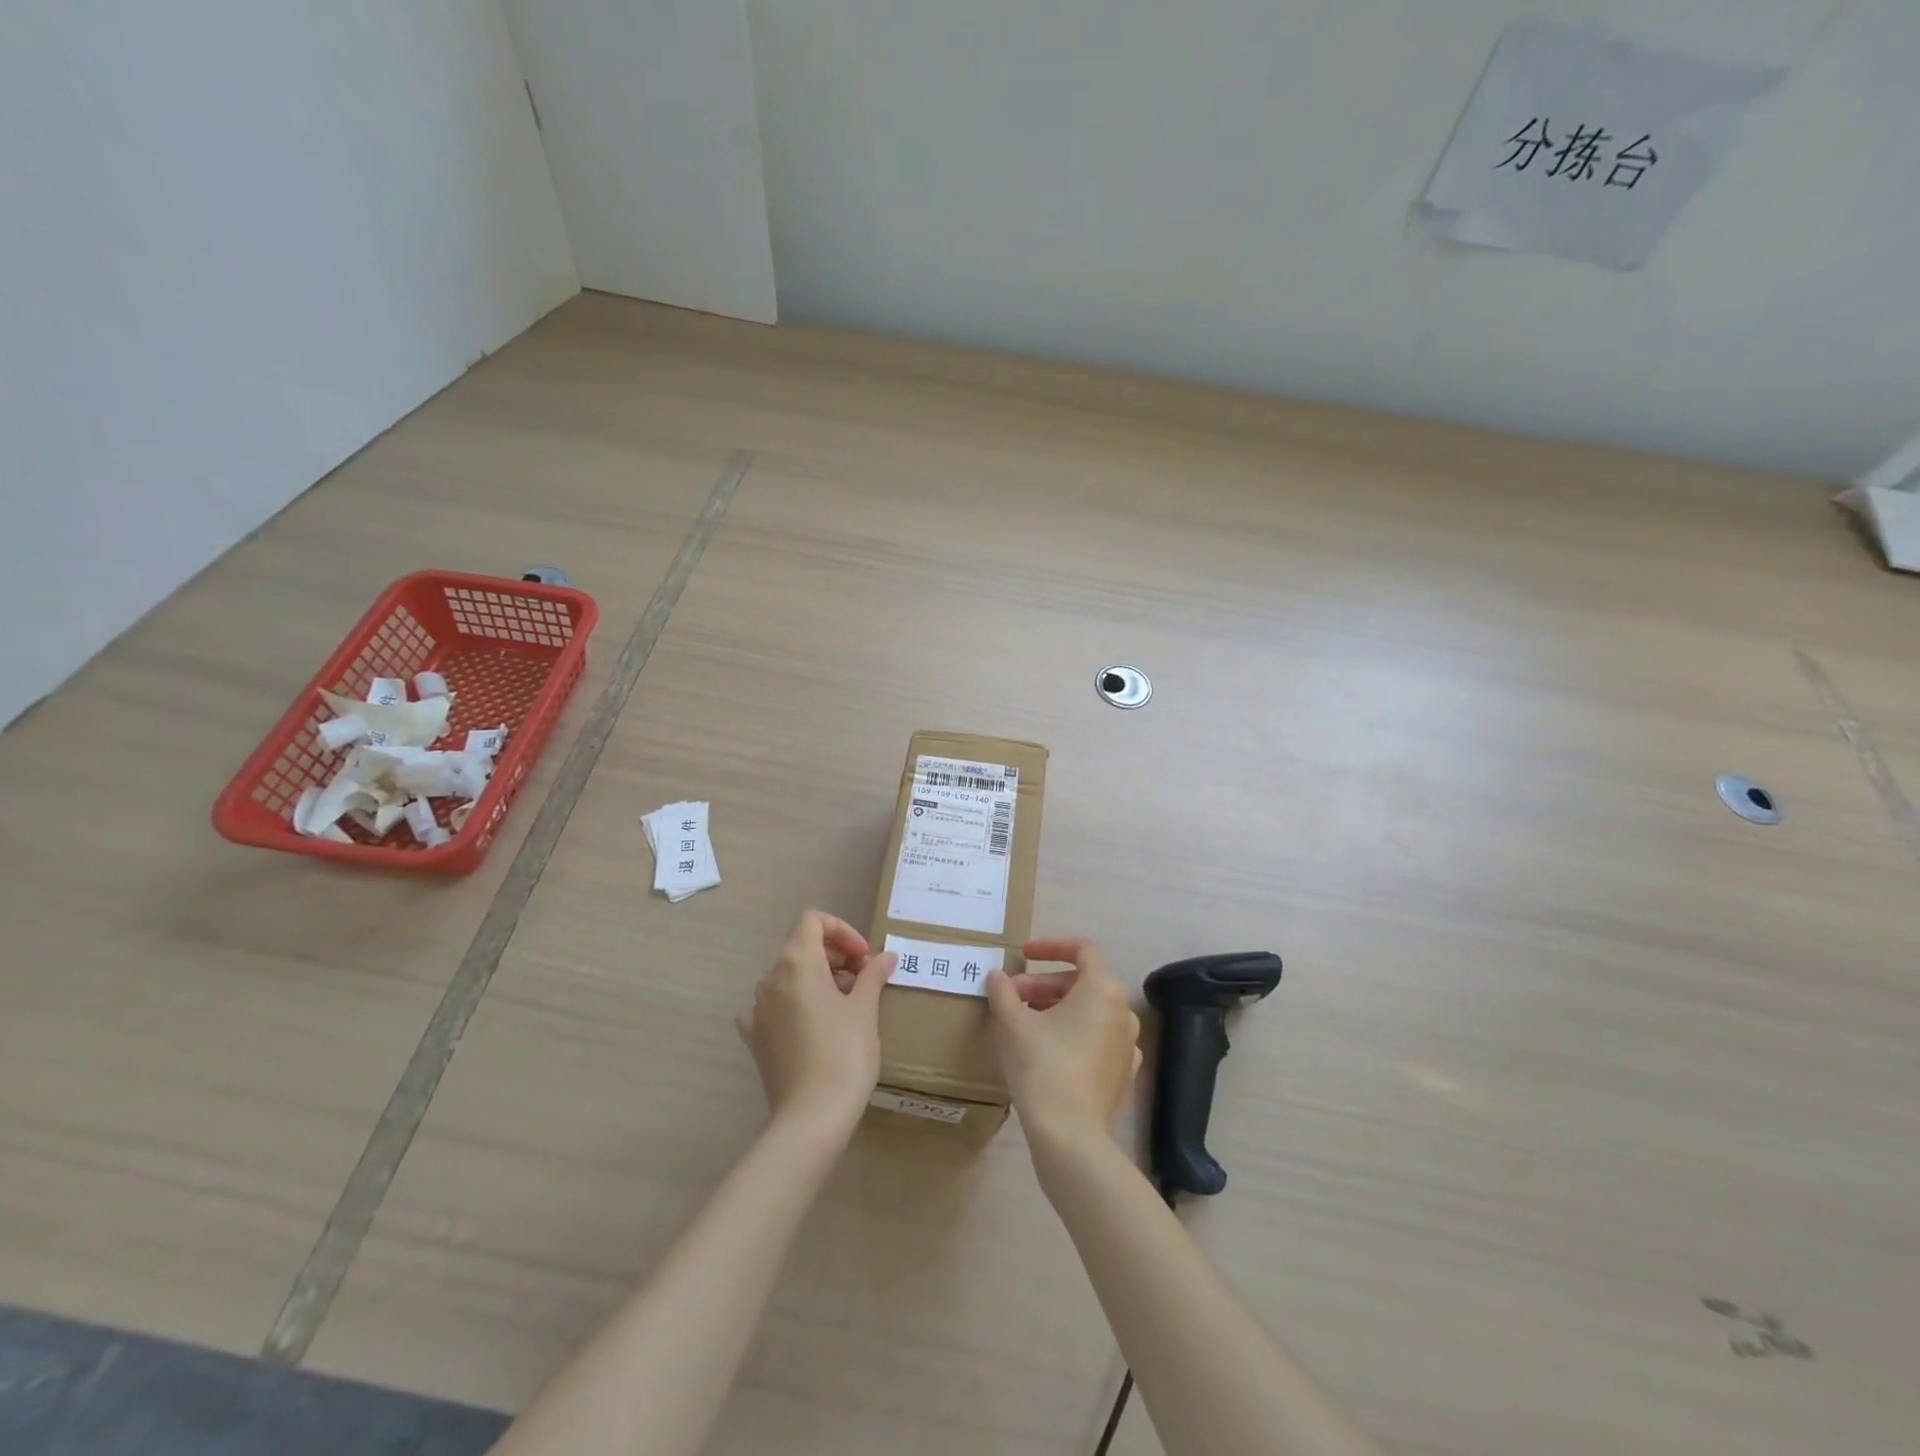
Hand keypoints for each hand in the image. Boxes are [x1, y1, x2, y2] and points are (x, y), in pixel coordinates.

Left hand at [738, 910, 896, 1135]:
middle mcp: (770, 978)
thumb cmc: (844, 1053)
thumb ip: (873, 975)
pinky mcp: (754, 1038)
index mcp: (796, 962)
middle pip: (801, 946)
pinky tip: (816, 1025)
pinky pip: (774, 1006)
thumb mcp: (865, 1009)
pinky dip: (796, 1003)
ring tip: (847, 1003)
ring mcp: (757, 1009)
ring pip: (788, 975)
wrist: (811, 1117)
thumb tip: (886, 957)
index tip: (864, 957)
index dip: (842, 930)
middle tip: (864, 978)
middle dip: (835, 954)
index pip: (813, 920)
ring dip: (818, 978)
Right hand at [986, 937, 1140, 1146]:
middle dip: (1043, 984)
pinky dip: (1071, 1034)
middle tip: (1011, 996)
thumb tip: (997, 977)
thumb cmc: (1042, 1067)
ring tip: (1022, 1023)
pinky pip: (1096, 1039)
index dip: (1050, 946)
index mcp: (1103, 989)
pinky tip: (1045, 1050)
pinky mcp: (1122, 1074)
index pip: (1082, 949)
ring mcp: (1127, 1044)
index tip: (1022, 954)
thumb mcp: (1012, 1023)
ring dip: (1055, 1008)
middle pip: (1081, 982)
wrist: (1070, 1136)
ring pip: (1088, 1011)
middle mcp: (1123, 1011)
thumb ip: (1003, 992)